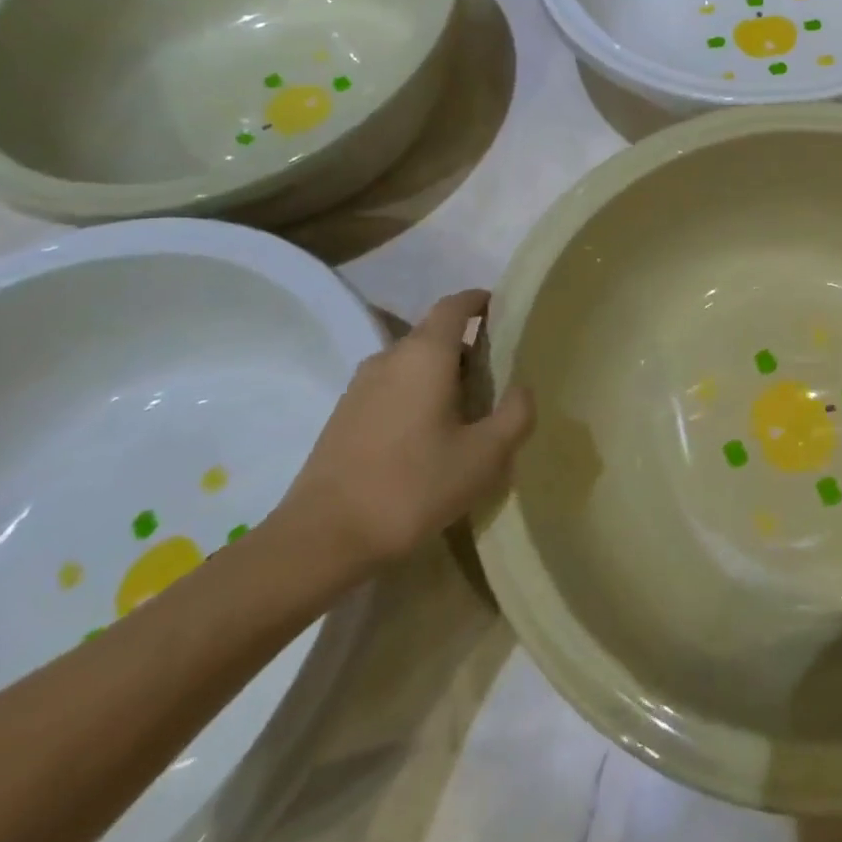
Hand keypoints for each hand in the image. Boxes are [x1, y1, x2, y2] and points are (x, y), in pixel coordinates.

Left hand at [278, 289, 534, 580]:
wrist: (319, 540)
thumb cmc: (412, 487)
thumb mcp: (485, 456)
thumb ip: (516, 414)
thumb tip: (521, 389)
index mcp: (425, 354)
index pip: (455, 305)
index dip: (480, 301)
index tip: (503, 310)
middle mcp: (390, 358)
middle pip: (434, 334)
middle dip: (468, 346)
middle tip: (497, 377)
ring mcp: (360, 387)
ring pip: (412, 363)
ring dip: (442, 375)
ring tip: (467, 412)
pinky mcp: (343, 416)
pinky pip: (392, 388)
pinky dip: (417, 396)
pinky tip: (429, 438)